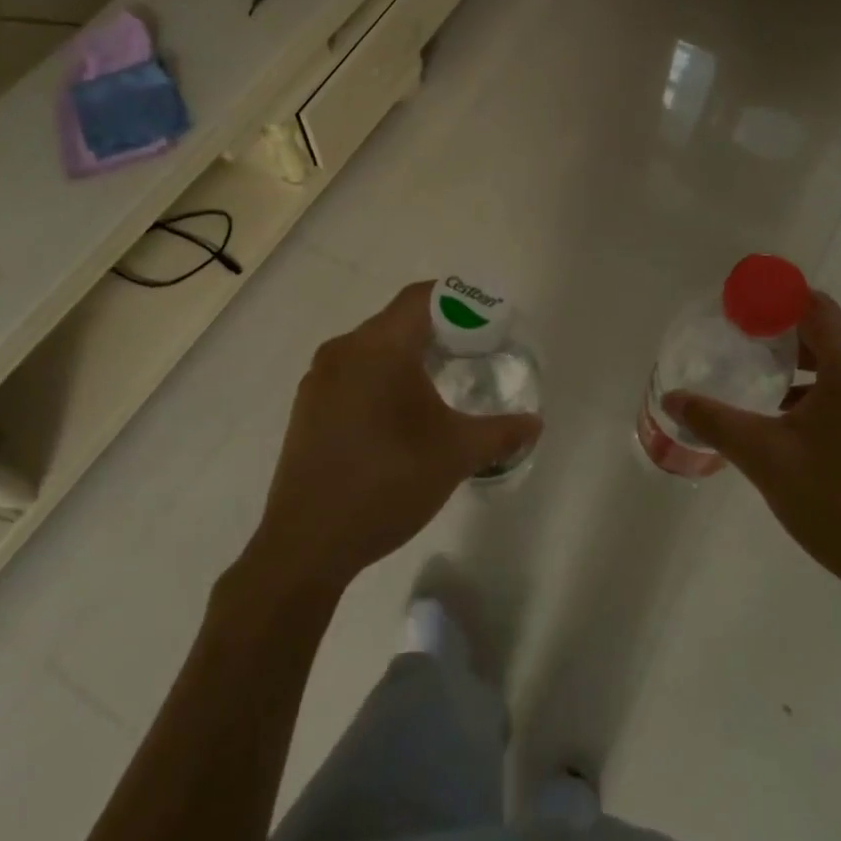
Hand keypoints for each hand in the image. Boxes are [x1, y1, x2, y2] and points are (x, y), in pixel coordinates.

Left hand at [244, 281, 540, 595]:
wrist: (308, 542)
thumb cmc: (388, 482)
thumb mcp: (456, 455)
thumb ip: (501, 433)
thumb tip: (534, 423)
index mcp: (379, 347)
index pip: (422, 298)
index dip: (458, 300)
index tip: (486, 321)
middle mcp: (343, 350)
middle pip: (397, 320)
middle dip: (437, 331)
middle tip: (472, 354)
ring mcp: (319, 379)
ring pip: (371, 348)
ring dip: (406, 356)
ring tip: (438, 385)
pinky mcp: (307, 407)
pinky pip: (351, 373)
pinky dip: (380, 378)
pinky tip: (397, 416)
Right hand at [665, 292, 840, 615]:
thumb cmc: (837, 505)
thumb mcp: (765, 459)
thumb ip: (715, 421)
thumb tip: (672, 397)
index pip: (814, 306)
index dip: (773, 301)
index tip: (737, 313)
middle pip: (832, 332)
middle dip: (784, 335)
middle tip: (742, 348)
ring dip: (808, 366)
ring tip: (765, 387)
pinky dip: (830, 391)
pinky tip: (800, 426)